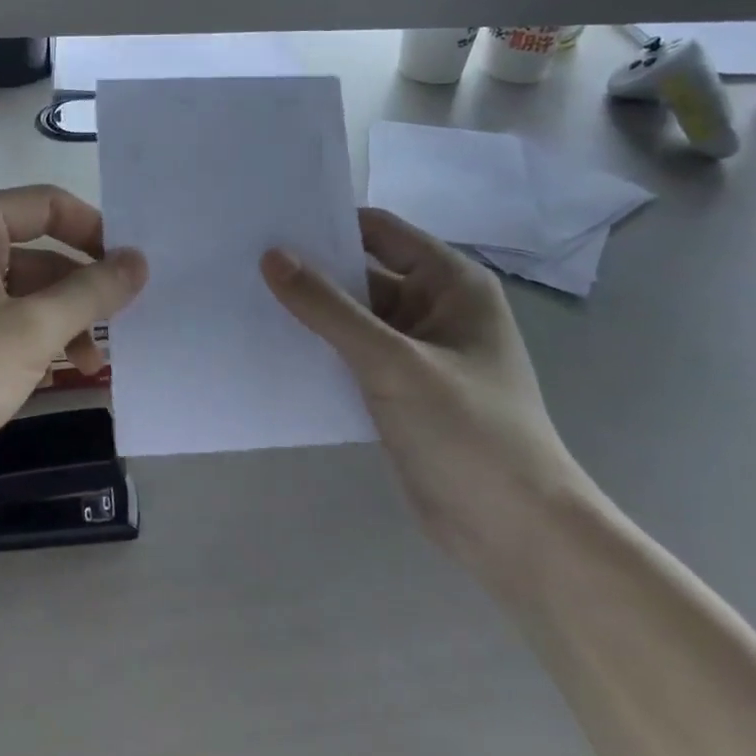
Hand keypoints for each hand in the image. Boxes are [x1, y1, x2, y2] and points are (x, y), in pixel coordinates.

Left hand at [0, 186, 147, 511]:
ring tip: (92, 365)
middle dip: (80, 290)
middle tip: (124, 328)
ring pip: (18, 291)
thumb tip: (139, 260)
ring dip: (59, 322)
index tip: (135, 273)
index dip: (98, 233)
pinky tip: (57, 374)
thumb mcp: (27, 334)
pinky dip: (28, 340)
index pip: (49, 205)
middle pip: (36, 250)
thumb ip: (90, 293)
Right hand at [260, 207, 593, 585]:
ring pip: (351, 317)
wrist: (513, 532)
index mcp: (449, 283)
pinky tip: (271, 347)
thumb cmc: (466, 432)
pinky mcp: (398, 389)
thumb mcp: (393, 362)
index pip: (378, 231)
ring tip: (244, 298)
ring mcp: (415, 351)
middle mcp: (433, 307)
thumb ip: (329, 308)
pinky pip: (350, 354)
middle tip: (242, 261)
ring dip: (309, 312)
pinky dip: (318, 349)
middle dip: (308, 269)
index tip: (267, 223)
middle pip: (361, 272)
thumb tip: (272, 255)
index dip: (327, 223)